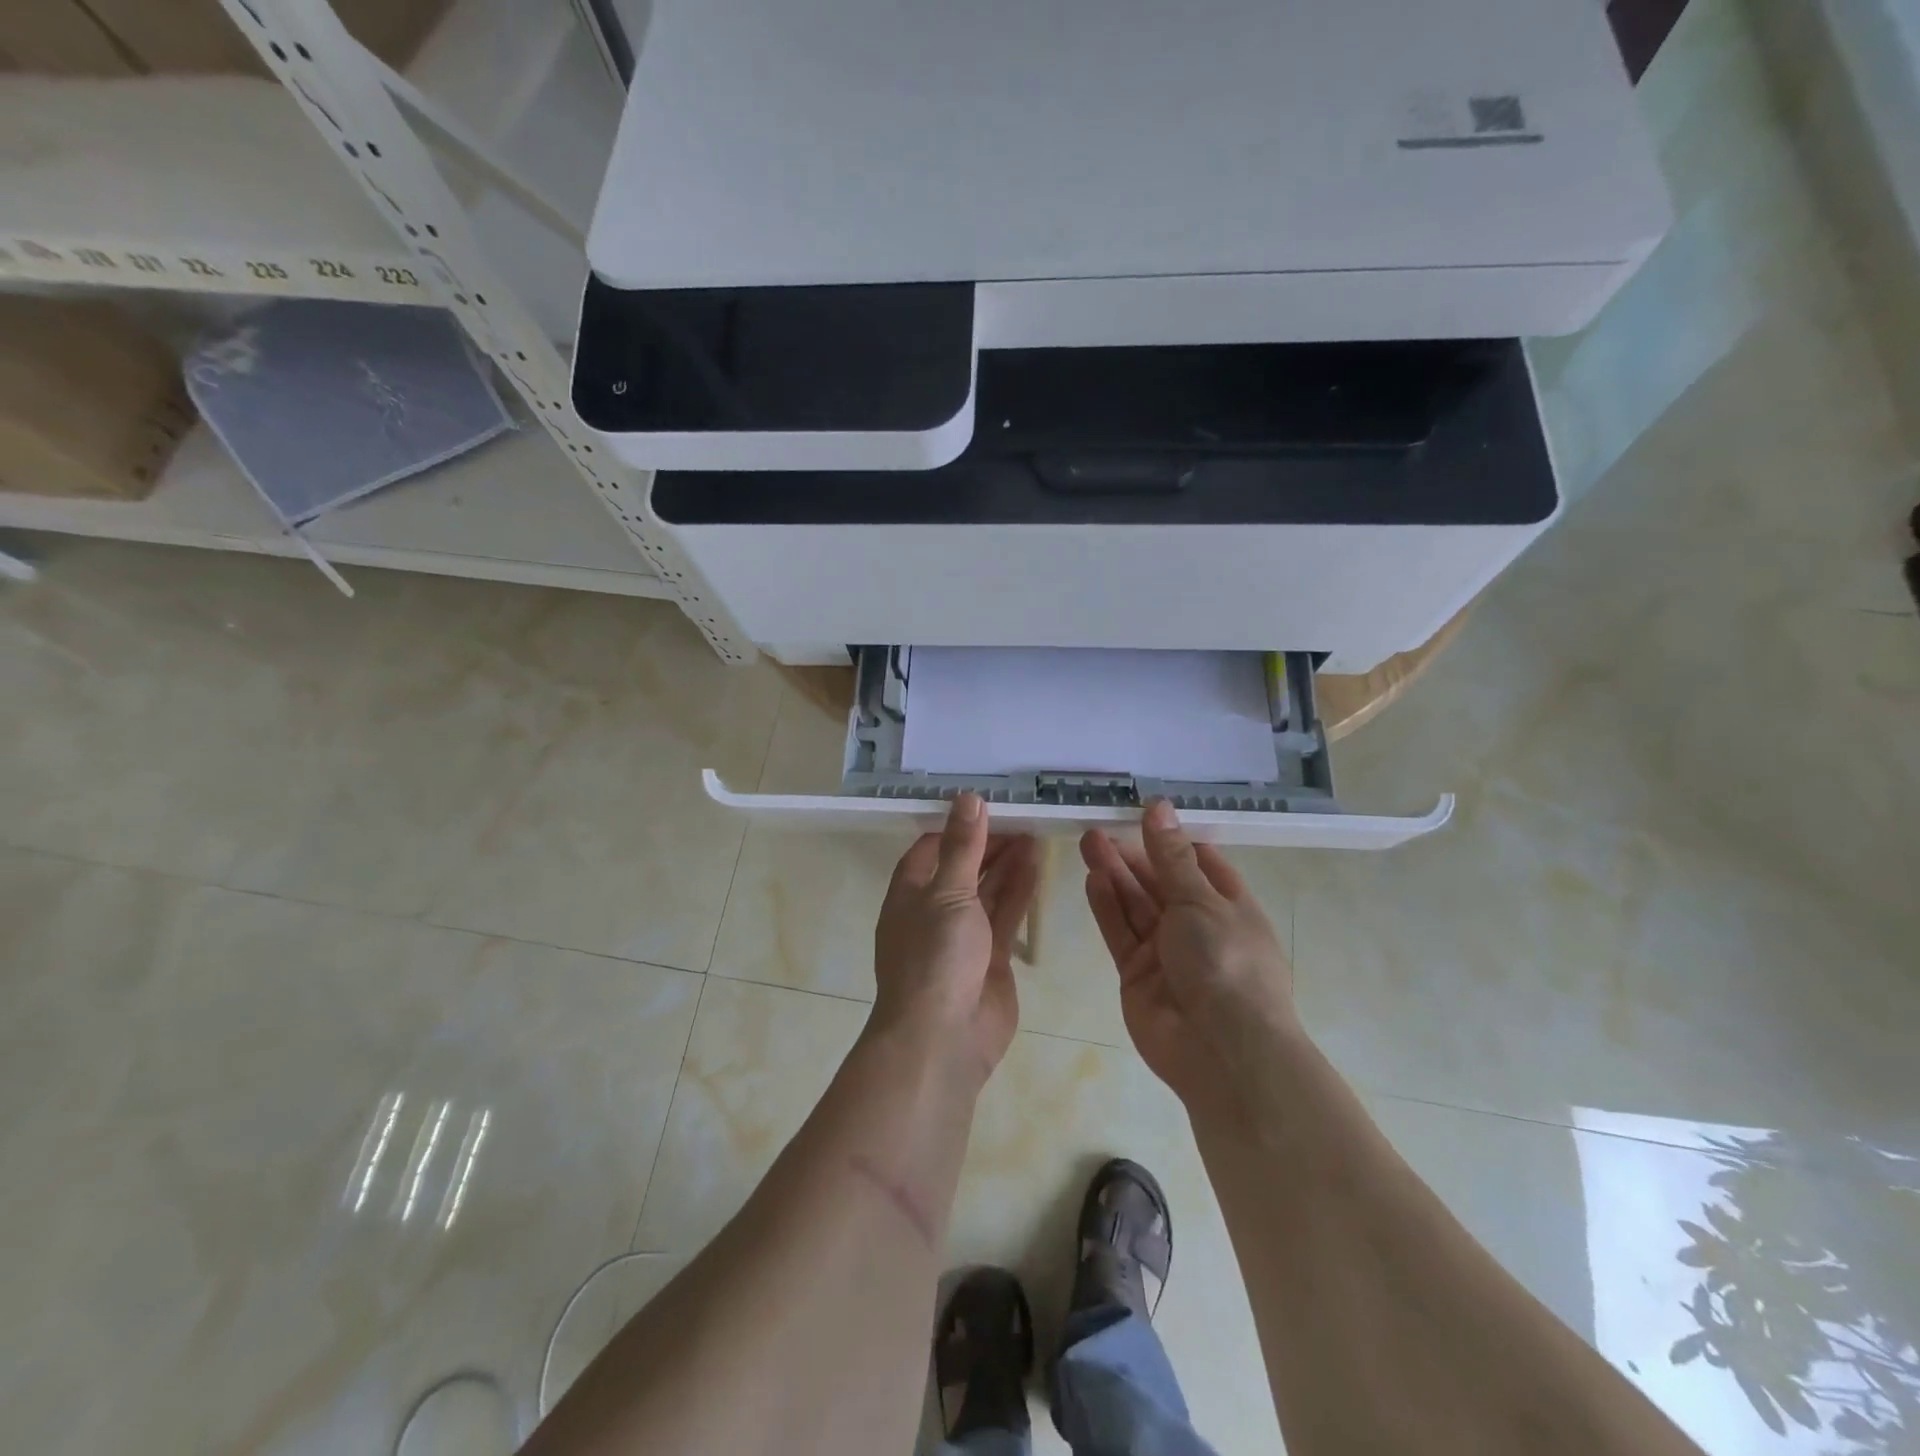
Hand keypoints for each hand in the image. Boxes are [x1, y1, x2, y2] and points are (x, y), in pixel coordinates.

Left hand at [871, 794, 1038, 1088]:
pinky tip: (1037, 865)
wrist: (943, 1037)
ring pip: (987, 890)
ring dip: (1008, 864)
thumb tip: (967, 798)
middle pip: (962, 868)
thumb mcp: (947, 892)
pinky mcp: (990, 957)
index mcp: (910, 893)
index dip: (956, 828)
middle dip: (988, 844)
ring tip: (1035, 833)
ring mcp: (963, 936)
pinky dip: (1020, 890)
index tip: (986, 807)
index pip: (930, 849)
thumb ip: (962, 847)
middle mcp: (934, 911)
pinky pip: (1005, 915)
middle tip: (1021, 817)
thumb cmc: (934, 957)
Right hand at [1081, 801, 1298, 1110]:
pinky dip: (1107, 907)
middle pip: (1161, 882)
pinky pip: (1121, 933)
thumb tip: (1158, 806)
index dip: (1172, 839)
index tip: (1142, 814)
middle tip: (1099, 827)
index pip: (1200, 863)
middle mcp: (1198, 927)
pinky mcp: (1138, 975)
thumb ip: (1171, 856)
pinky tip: (1092, 879)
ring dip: (1114, 874)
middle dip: (1133, 855)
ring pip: (1136, 905)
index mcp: (1229, 906)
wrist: (1222, 1051)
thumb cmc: (1226, 962)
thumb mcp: (1201, 899)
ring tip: (1088, 841)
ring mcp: (1166, 953)